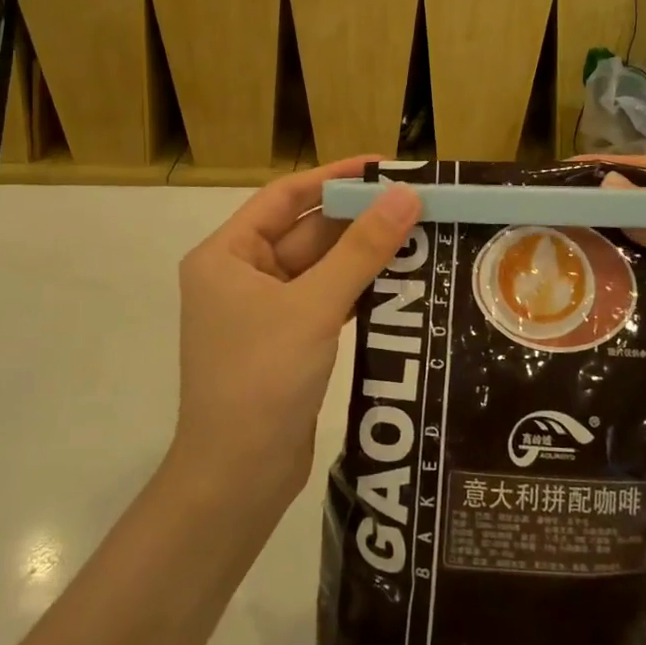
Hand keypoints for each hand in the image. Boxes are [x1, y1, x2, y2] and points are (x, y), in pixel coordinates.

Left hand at [172, 158, 421, 508]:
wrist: (238, 479)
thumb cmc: (262, 379)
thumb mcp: (315, 306)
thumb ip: (361, 250)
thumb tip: (406, 195)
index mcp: (227, 254)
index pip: (285, 197)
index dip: (334, 176)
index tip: (384, 166)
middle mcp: (240, 275)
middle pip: (306, 232)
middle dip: (357, 218)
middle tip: (415, 202)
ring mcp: (263, 310)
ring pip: (320, 267)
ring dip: (363, 253)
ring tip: (418, 233)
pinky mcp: (286, 340)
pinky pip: (325, 298)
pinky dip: (358, 288)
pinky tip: (400, 278)